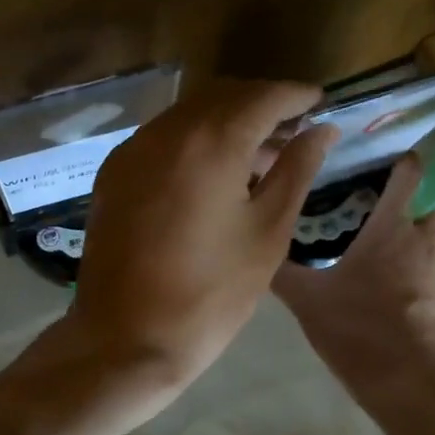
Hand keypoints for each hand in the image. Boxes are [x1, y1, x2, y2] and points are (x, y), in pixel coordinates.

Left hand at [59, 78, 337, 401]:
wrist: (127, 339)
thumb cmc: (211, 293)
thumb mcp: (267, 232)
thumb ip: (296, 170)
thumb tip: (321, 131)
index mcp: (211, 142)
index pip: (262, 96)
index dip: (295, 95)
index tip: (319, 102)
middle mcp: (165, 132)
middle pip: (221, 96)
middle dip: (260, 104)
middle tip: (292, 130)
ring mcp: (132, 151)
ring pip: (188, 114)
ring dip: (225, 121)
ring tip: (257, 155)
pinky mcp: (113, 174)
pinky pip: (161, 138)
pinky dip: (192, 139)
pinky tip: (211, 171)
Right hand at [273, 151, 434, 394]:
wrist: (407, 385)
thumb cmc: (356, 331)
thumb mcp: (305, 298)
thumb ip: (280, 267)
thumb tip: (257, 242)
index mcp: (394, 227)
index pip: (411, 170)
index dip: (397, 158)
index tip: (373, 159)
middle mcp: (428, 238)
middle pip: (431, 194)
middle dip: (409, 189)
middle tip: (374, 196)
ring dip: (424, 219)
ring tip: (392, 230)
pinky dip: (434, 253)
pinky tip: (412, 270)